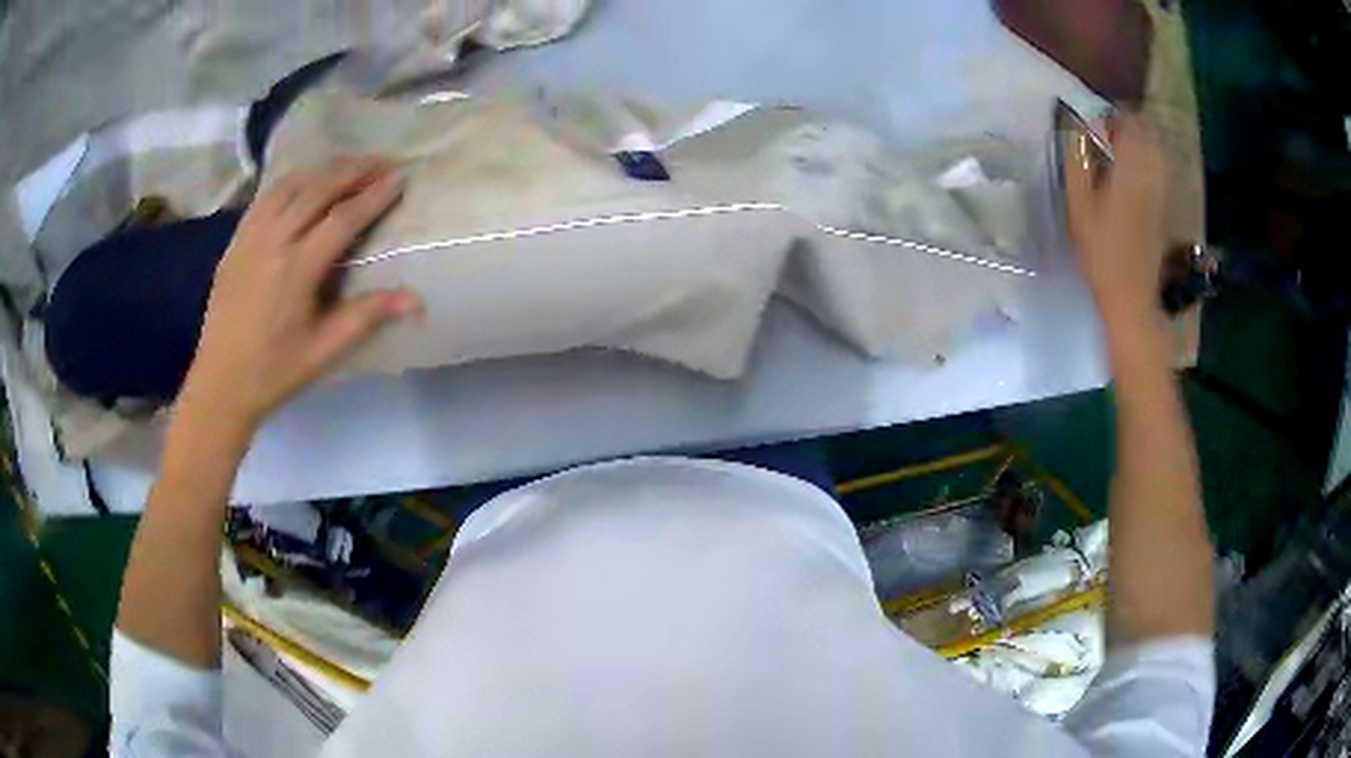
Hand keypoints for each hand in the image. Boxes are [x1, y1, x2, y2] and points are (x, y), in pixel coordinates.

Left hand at [179, 157, 420, 432]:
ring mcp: (250, 238)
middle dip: (353, 171)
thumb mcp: (324, 351)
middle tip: (382, 161)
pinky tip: (302, 183)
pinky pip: (265, 198)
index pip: (343, 218)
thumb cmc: (274, 371)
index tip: (399, 178)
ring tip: (347, 166)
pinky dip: (290, 182)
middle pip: (317, 190)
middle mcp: (273, 242)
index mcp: (297, 269)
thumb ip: (366, 317)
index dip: (374, 196)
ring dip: (322, 170)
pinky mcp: (235, 242)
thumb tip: (417, 300)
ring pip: (289, 186)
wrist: (220, 384)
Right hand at [1064, 114, 1168, 322]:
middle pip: (1145, 134)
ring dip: (1139, 143)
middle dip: (1127, 126)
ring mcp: (1161, 191)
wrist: (1130, 295)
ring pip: (1155, 152)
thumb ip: (1077, 161)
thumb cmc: (1100, 250)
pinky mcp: (1163, 207)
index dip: (1112, 114)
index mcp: (1129, 167)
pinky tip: (1133, 172)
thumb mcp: (1078, 204)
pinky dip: (1147, 163)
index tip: (1095, 118)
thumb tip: (1075, 128)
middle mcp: (1150, 173)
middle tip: (1107, 131)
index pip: (1127, 122)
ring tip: (1120, 149)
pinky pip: (1159, 171)